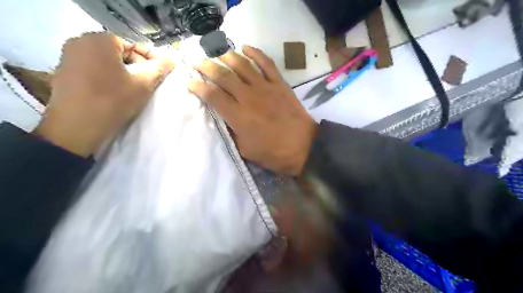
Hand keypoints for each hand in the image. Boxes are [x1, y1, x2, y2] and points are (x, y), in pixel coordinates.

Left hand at [33, 32, 174, 156]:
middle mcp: (80, 41)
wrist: (77, 127)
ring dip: (123, 73)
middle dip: (136, 67)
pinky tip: (115, 92)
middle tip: (147, 84)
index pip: (134, 46)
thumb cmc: (113, 101)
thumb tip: (171, 59)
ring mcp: (68, 56)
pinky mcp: (63, 71)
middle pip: (119, 52)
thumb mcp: (144, 84)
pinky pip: (94, 68)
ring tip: (133, 89)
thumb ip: (160, 68)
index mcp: (99, 40)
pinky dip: (107, 77)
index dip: (150, 61)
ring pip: (107, 61)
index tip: (160, 76)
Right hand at [189, 44, 316, 174]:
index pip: (212, 95)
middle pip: (223, 75)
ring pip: (242, 65)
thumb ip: (233, 132)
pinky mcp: (279, 84)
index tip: (190, 82)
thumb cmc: (273, 153)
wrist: (303, 147)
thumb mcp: (246, 149)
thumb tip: (225, 118)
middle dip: (207, 67)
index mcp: (237, 115)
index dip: (198, 87)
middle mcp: (248, 97)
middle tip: (197, 62)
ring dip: (227, 56)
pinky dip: (255, 53)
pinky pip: (266, 63)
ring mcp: (265, 87)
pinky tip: (245, 47)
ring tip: (217, 53)